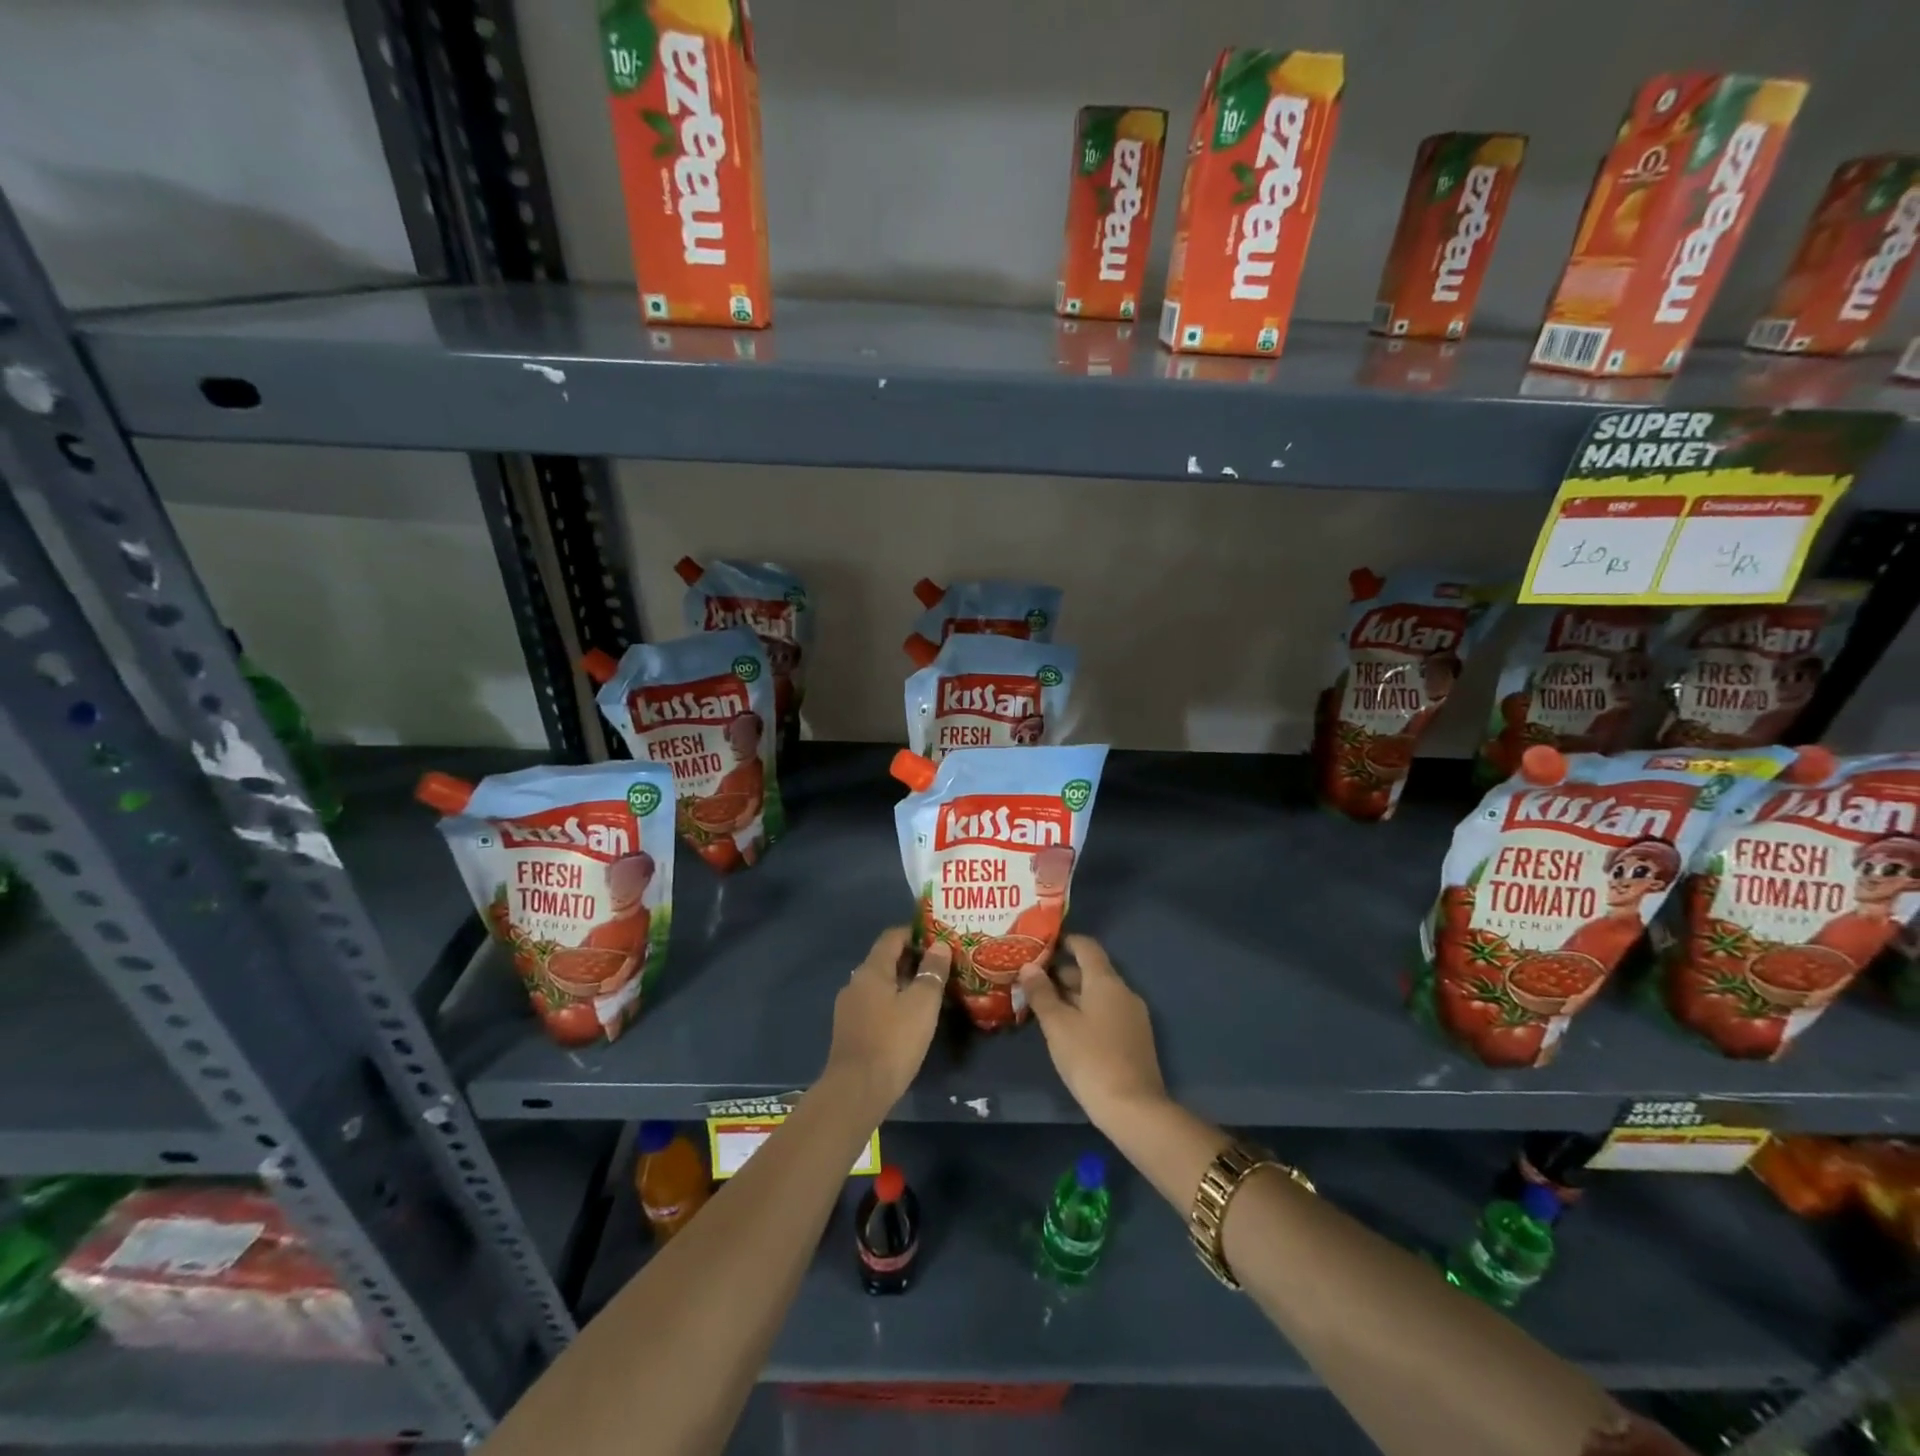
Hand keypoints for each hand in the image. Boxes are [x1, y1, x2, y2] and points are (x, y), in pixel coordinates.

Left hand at [823, 928, 949, 1114]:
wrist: (857, 1090)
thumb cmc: (893, 1041)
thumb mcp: (922, 1004)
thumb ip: (932, 972)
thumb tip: (940, 946)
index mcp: (871, 970)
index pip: (892, 937)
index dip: (915, 933)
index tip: (939, 938)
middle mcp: (856, 982)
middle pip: (885, 960)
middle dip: (913, 959)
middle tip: (941, 966)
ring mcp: (849, 1008)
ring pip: (880, 984)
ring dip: (904, 983)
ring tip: (930, 992)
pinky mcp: (850, 1030)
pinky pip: (875, 1004)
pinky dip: (893, 1002)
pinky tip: (910, 1018)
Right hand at [1017, 935, 1166, 1129]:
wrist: (1134, 1109)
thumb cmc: (1090, 1059)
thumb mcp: (1057, 1025)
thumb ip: (1042, 993)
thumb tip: (1029, 966)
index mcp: (1106, 982)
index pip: (1087, 947)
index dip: (1066, 941)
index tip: (1042, 945)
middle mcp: (1123, 992)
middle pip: (1092, 971)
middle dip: (1063, 973)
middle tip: (1033, 980)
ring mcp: (1133, 1016)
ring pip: (1099, 994)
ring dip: (1073, 995)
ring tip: (1044, 1006)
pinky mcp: (1135, 1039)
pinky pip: (1107, 1013)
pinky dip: (1086, 1012)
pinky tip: (1067, 1030)